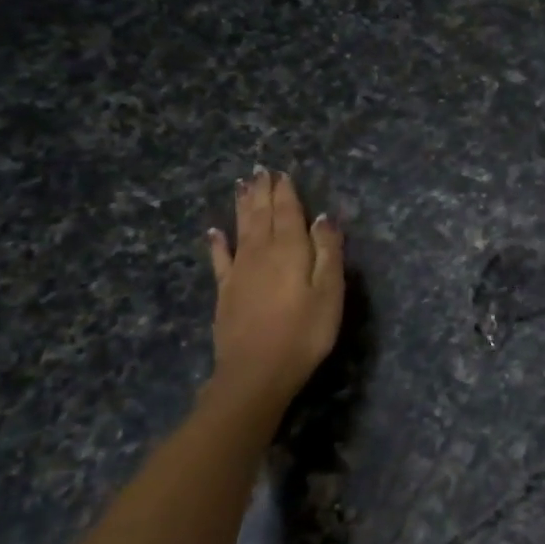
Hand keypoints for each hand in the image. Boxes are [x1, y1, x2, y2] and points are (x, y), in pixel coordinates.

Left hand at [205, 169, 344, 411]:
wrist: (256, 372)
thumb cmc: (304, 332)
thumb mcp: (330, 292)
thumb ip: (328, 252)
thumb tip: (323, 217)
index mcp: (290, 250)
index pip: (288, 212)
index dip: (285, 192)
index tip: (282, 173)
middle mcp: (261, 253)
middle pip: (262, 216)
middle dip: (263, 193)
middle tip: (260, 171)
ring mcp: (239, 272)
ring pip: (241, 229)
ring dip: (243, 207)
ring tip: (242, 186)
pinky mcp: (225, 292)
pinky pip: (220, 259)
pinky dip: (218, 243)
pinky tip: (214, 232)